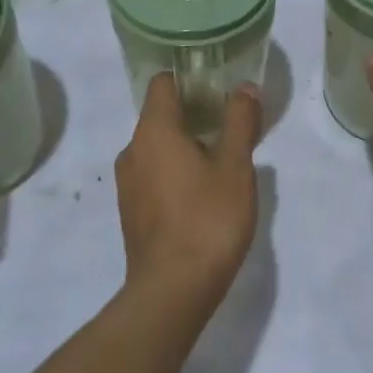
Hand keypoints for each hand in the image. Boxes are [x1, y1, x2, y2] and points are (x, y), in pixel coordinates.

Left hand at [116, 74, 263, 305]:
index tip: (219, 88)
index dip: (191, 79)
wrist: (171, 293)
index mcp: (154, 130)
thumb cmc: (207, 219)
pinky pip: (153, 174)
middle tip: (230, 125)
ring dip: (186, 145)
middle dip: (195, 113)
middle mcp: (132, 150)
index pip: (163, 83)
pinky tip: (203, 194)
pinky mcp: (131, 212)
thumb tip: (244, 88)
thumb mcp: (235, 166)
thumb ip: (240, 121)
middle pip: (161, 114)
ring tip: (222, 161)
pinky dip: (175, 171)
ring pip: (157, 147)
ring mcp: (128, 183)